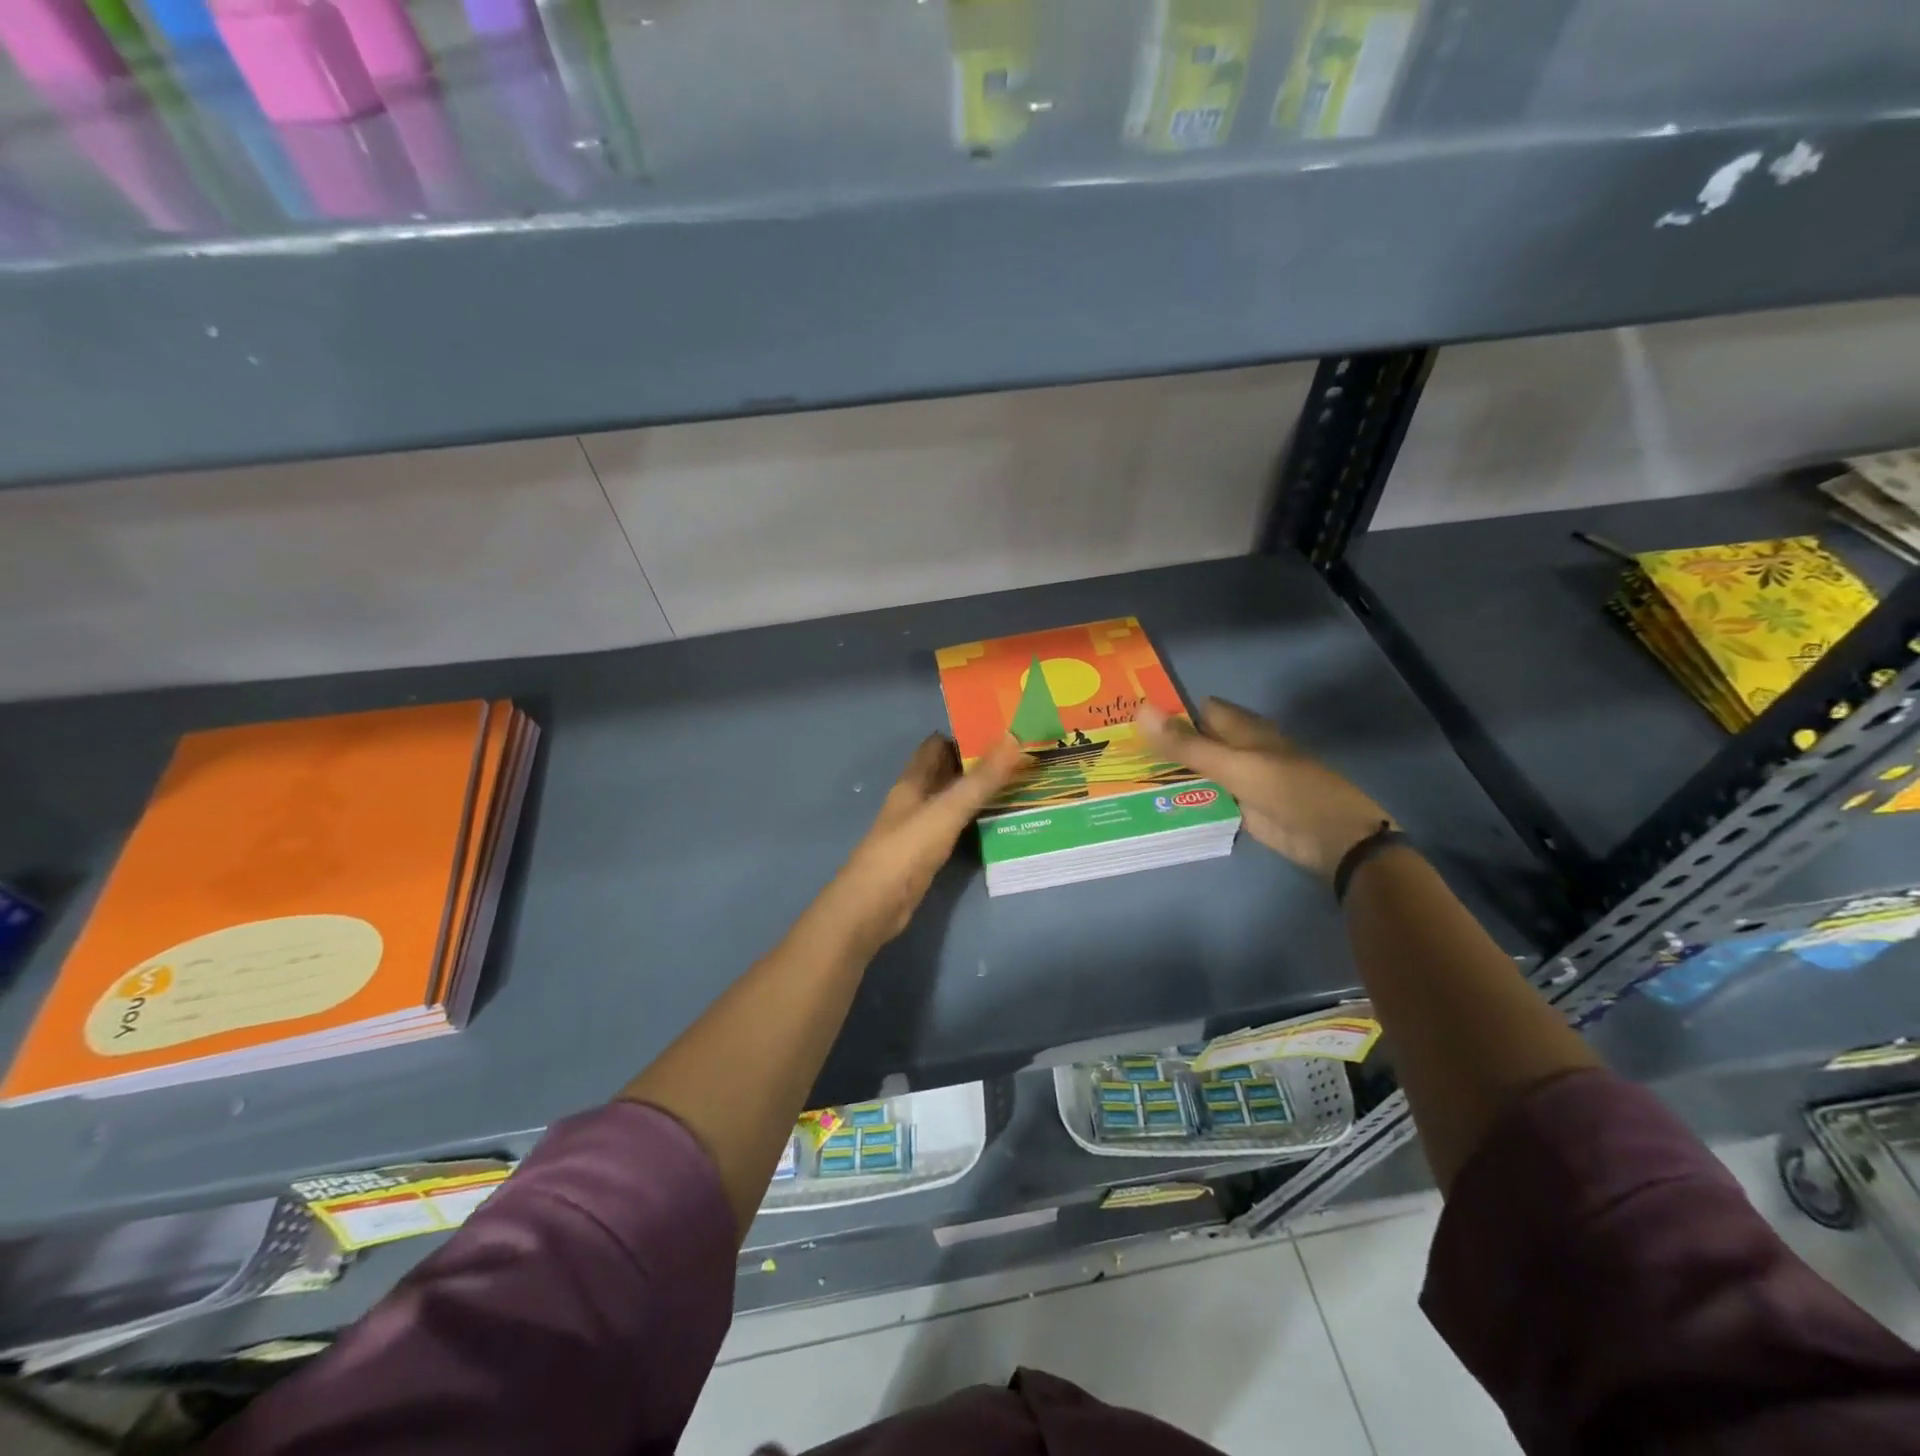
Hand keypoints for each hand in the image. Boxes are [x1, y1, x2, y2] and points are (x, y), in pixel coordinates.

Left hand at [818, 734, 1026, 951]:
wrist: (873, 906)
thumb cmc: (906, 851)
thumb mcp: (947, 811)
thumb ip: (980, 779)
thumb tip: (1012, 737)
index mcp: (912, 782)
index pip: (936, 745)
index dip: (964, 734)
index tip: (1001, 729)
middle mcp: (914, 799)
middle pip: (945, 771)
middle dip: (976, 761)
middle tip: (1019, 755)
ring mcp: (919, 827)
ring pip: (951, 799)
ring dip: (977, 790)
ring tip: (1017, 783)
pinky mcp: (926, 854)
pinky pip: (954, 826)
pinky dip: (973, 819)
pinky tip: (997, 821)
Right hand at [1138, 698, 1391, 883]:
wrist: (1332, 839)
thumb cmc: (1288, 790)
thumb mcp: (1233, 765)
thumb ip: (1187, 744)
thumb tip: (1139, 709)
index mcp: (1242, 729)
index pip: (1197, 710)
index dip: (1167, 710)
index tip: (1126, 718)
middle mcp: (1237, 750)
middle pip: (1193, 741)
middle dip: (1161, 744)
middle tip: (1115, 752)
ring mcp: (1237, 781)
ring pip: (1196, 771)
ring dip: (1167, 774)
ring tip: (1122, 777)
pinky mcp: (1237, 809)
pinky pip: (1203, 799)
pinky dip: (1181, 799)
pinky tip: (1150, 804)